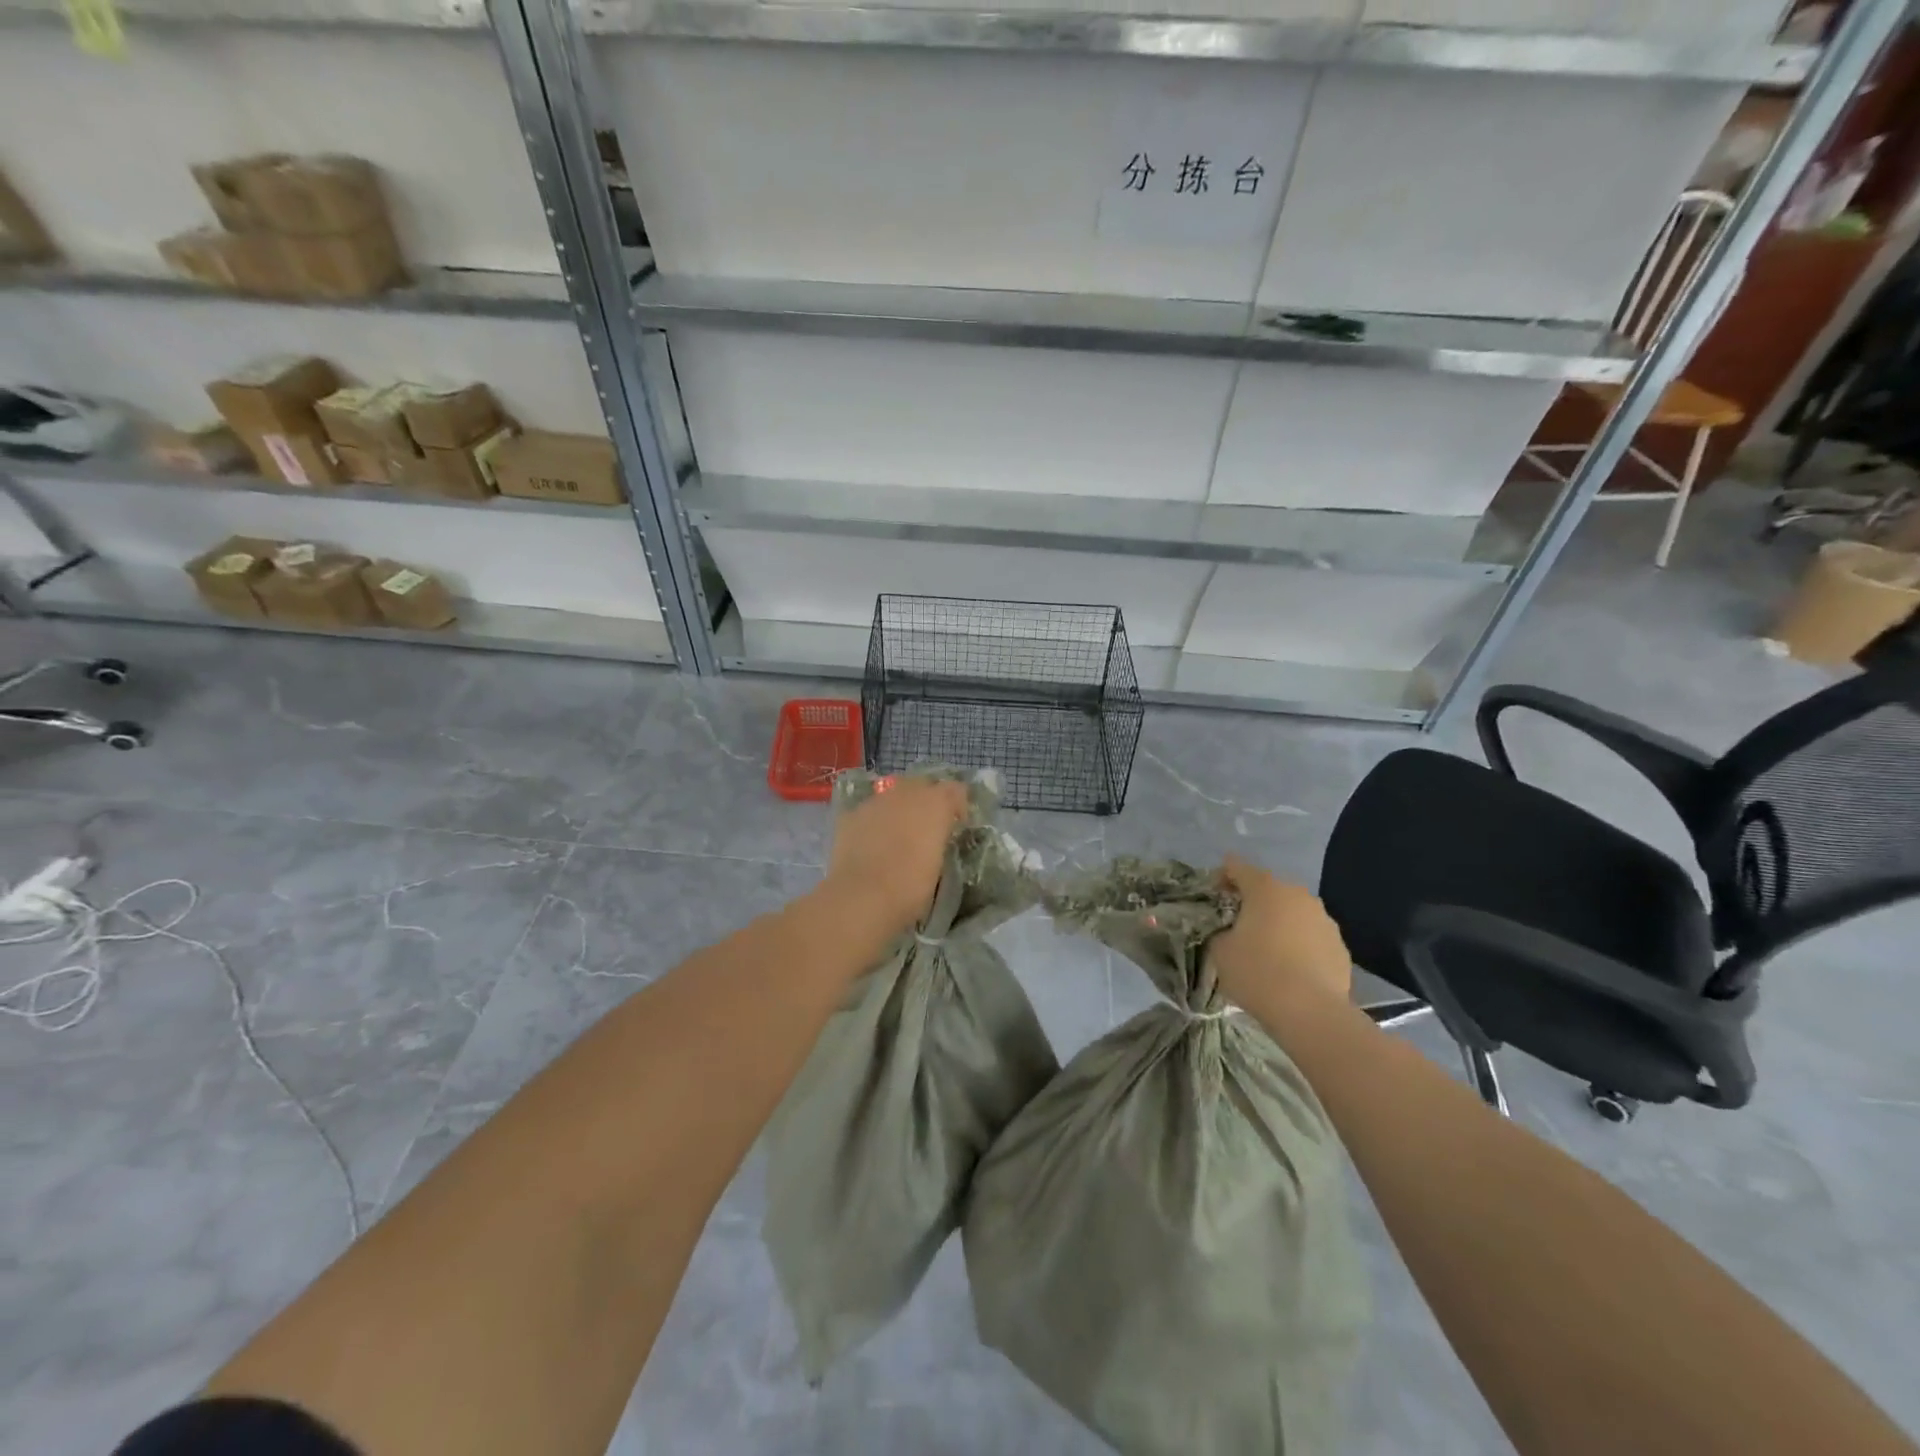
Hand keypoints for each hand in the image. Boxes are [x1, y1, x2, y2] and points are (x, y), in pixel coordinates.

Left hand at [822, 776, 969, 938]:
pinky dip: (874, 822)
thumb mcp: (939, 865)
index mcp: (936, 803)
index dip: (958, 806)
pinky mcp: (850, 815)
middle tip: (926, 829)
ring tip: (896, 837)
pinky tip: (871, 845)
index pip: (956, 790)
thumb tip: (933, 839)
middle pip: (922, 785)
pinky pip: (869, 812)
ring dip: (899, 810)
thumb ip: (939, 841)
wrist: (862, 896)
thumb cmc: (911, 887)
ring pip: (892, 796)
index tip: (956, 826)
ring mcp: (875, 801)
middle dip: (926, 802)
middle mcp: (906, 792)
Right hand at [1209, 854, 1352, 1014]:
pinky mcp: (1340, 946)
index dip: (1221, 877)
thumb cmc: (1257, 972)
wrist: (1311, 1012)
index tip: (1212, 897)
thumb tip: (1227, 931)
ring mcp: (1323, 919)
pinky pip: (1311, 937)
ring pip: (1293, 913)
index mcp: (1265, 888)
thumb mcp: (1220, 950)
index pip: (1236, 867)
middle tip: (1236, 925)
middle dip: (1252, 902)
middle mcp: (1297, 894)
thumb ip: (1219, 931)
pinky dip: (1299, 944)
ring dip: (1278, 923)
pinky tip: (1291, 969)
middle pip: (1268, 889)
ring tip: (1266, 950)